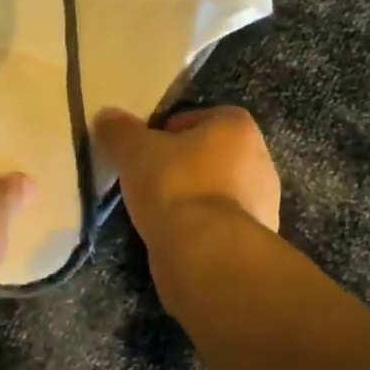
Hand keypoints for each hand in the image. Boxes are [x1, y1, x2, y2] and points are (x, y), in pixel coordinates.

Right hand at [91, 105, 280, 240]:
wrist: (206, 253)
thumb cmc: (175, 185)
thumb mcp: (135, 150)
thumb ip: (120, 130)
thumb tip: (107, 117)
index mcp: (239, 130)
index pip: (211, 116)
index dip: (180, 127)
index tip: (154, 143)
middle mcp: (260, 162)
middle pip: (217, 154)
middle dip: (188, 163)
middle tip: (153, 174)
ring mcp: (262, 205)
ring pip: (221, 191)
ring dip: (195, 196)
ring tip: (159, 208)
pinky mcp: (254, 242)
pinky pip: (221, 224)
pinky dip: (201, 227)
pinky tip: (175, 235)